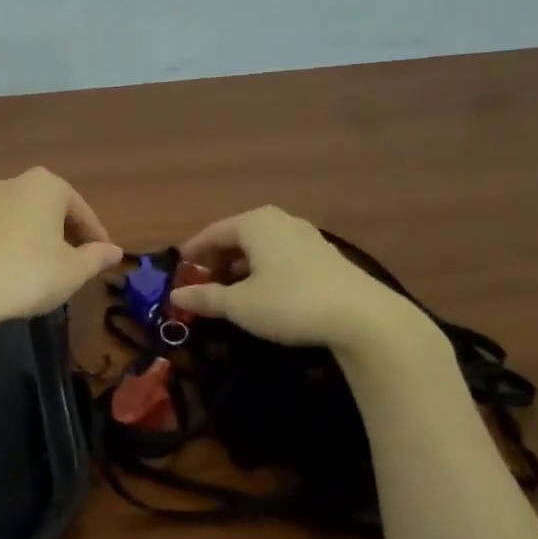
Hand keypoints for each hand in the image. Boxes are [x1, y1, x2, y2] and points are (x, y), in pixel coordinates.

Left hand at [0, 169, 123, 340]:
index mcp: (47, 186)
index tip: (105, 257)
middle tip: (78, 261)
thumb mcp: (73, 271)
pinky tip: (13, 270)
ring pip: (22, 218)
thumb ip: (97, 258)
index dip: (96, 236)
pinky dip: (11, 245)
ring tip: (46, 268)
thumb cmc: (27, 275)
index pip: (82, 210)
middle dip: (66, 233)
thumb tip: (114, 251)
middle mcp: (14, 183)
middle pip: (51, 209)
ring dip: (38, 238)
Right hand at [171, 206, 432, 356]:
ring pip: (260, 246)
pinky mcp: (323, 255)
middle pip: (236, 236)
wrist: (362, 317)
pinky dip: (263, 269)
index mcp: (254, 223)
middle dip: (216, 260)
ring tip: (229, 291)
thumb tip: (176, 294)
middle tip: (201, 284)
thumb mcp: (240, 304)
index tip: (178, 272)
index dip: (192, 253)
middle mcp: (278, 221)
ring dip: (240, 266)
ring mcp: (305, 236)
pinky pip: (280, 255)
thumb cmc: (289, 302)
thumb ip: (206, 297)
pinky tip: (262, 292)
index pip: (212, 233)